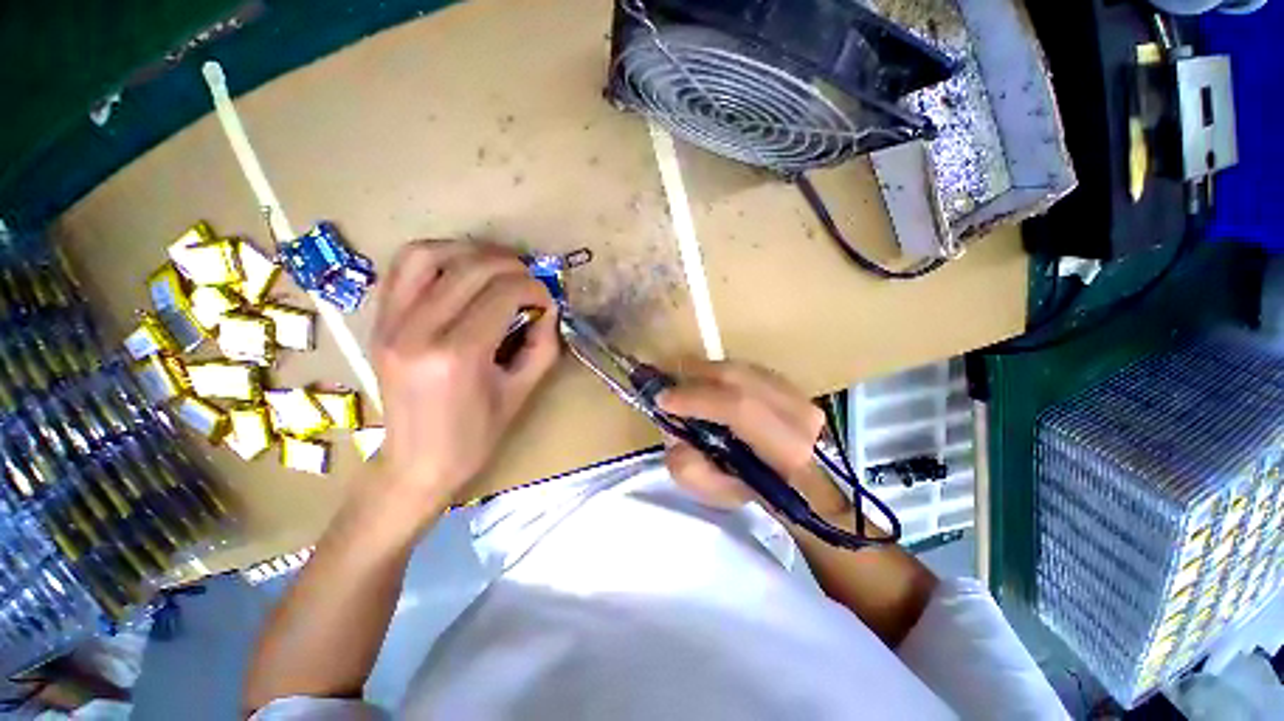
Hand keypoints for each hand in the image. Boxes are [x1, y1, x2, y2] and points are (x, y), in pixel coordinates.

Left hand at [371, 240, 559, 510]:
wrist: (415, 464)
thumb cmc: (475, 437)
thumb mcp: (522, 392)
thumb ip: (542, 345)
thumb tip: (548, 308)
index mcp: (457, 355)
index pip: (502, 293)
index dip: (534, 288)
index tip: (547, 300)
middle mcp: (418, 331)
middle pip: (470, 268)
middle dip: (511, 265)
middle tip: (530, 280)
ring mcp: (389, 323)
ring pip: (427, 254)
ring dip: (470, 251)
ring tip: (496, 266)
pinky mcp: (378, 322)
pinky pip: (402, 269)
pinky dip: (436, 257)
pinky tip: (460, 270)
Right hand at [658, 361, 850, 517]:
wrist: (805, 488)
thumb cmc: (758, 495)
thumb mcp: (718, 495)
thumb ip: (689, 469)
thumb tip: (674, 432)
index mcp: (786, 448)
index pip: (738, 407)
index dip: (695, 398)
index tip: (663, 400)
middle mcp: (800, 414)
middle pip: (736, 377)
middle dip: (694, 377)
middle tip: (669, 388)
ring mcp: (800, 394)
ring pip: (740, 370)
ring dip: (706, 374)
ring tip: (686, 387)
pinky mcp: (794, 385)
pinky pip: (746, 369)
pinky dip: (721, 375)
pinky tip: (710, 386)